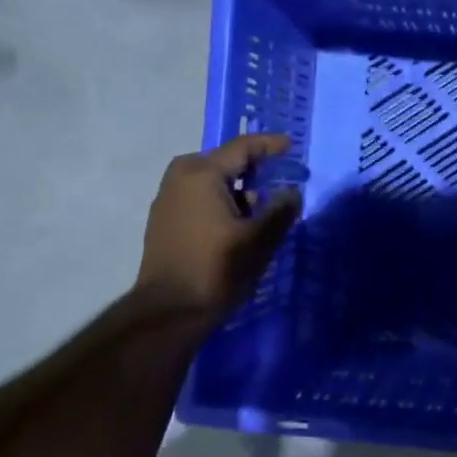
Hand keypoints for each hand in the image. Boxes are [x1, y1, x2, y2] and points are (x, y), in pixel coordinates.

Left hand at [136, 133, 301, 318]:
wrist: (169, 311)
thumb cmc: (217, 268)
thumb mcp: (259, 239)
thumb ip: (281, 210)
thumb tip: (292, 192)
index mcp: (202, 174)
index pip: (242, 148)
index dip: (270, 145)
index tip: (291, 147)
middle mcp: (180, 178)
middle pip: (224, 162)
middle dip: (252, 169)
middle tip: (278, 180)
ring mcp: (167, 200)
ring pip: (210, 182)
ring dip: (236, 189)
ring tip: (260, 209)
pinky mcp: (163, 221)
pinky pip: (198, 198)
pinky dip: (220, 202)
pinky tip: (236, 224)